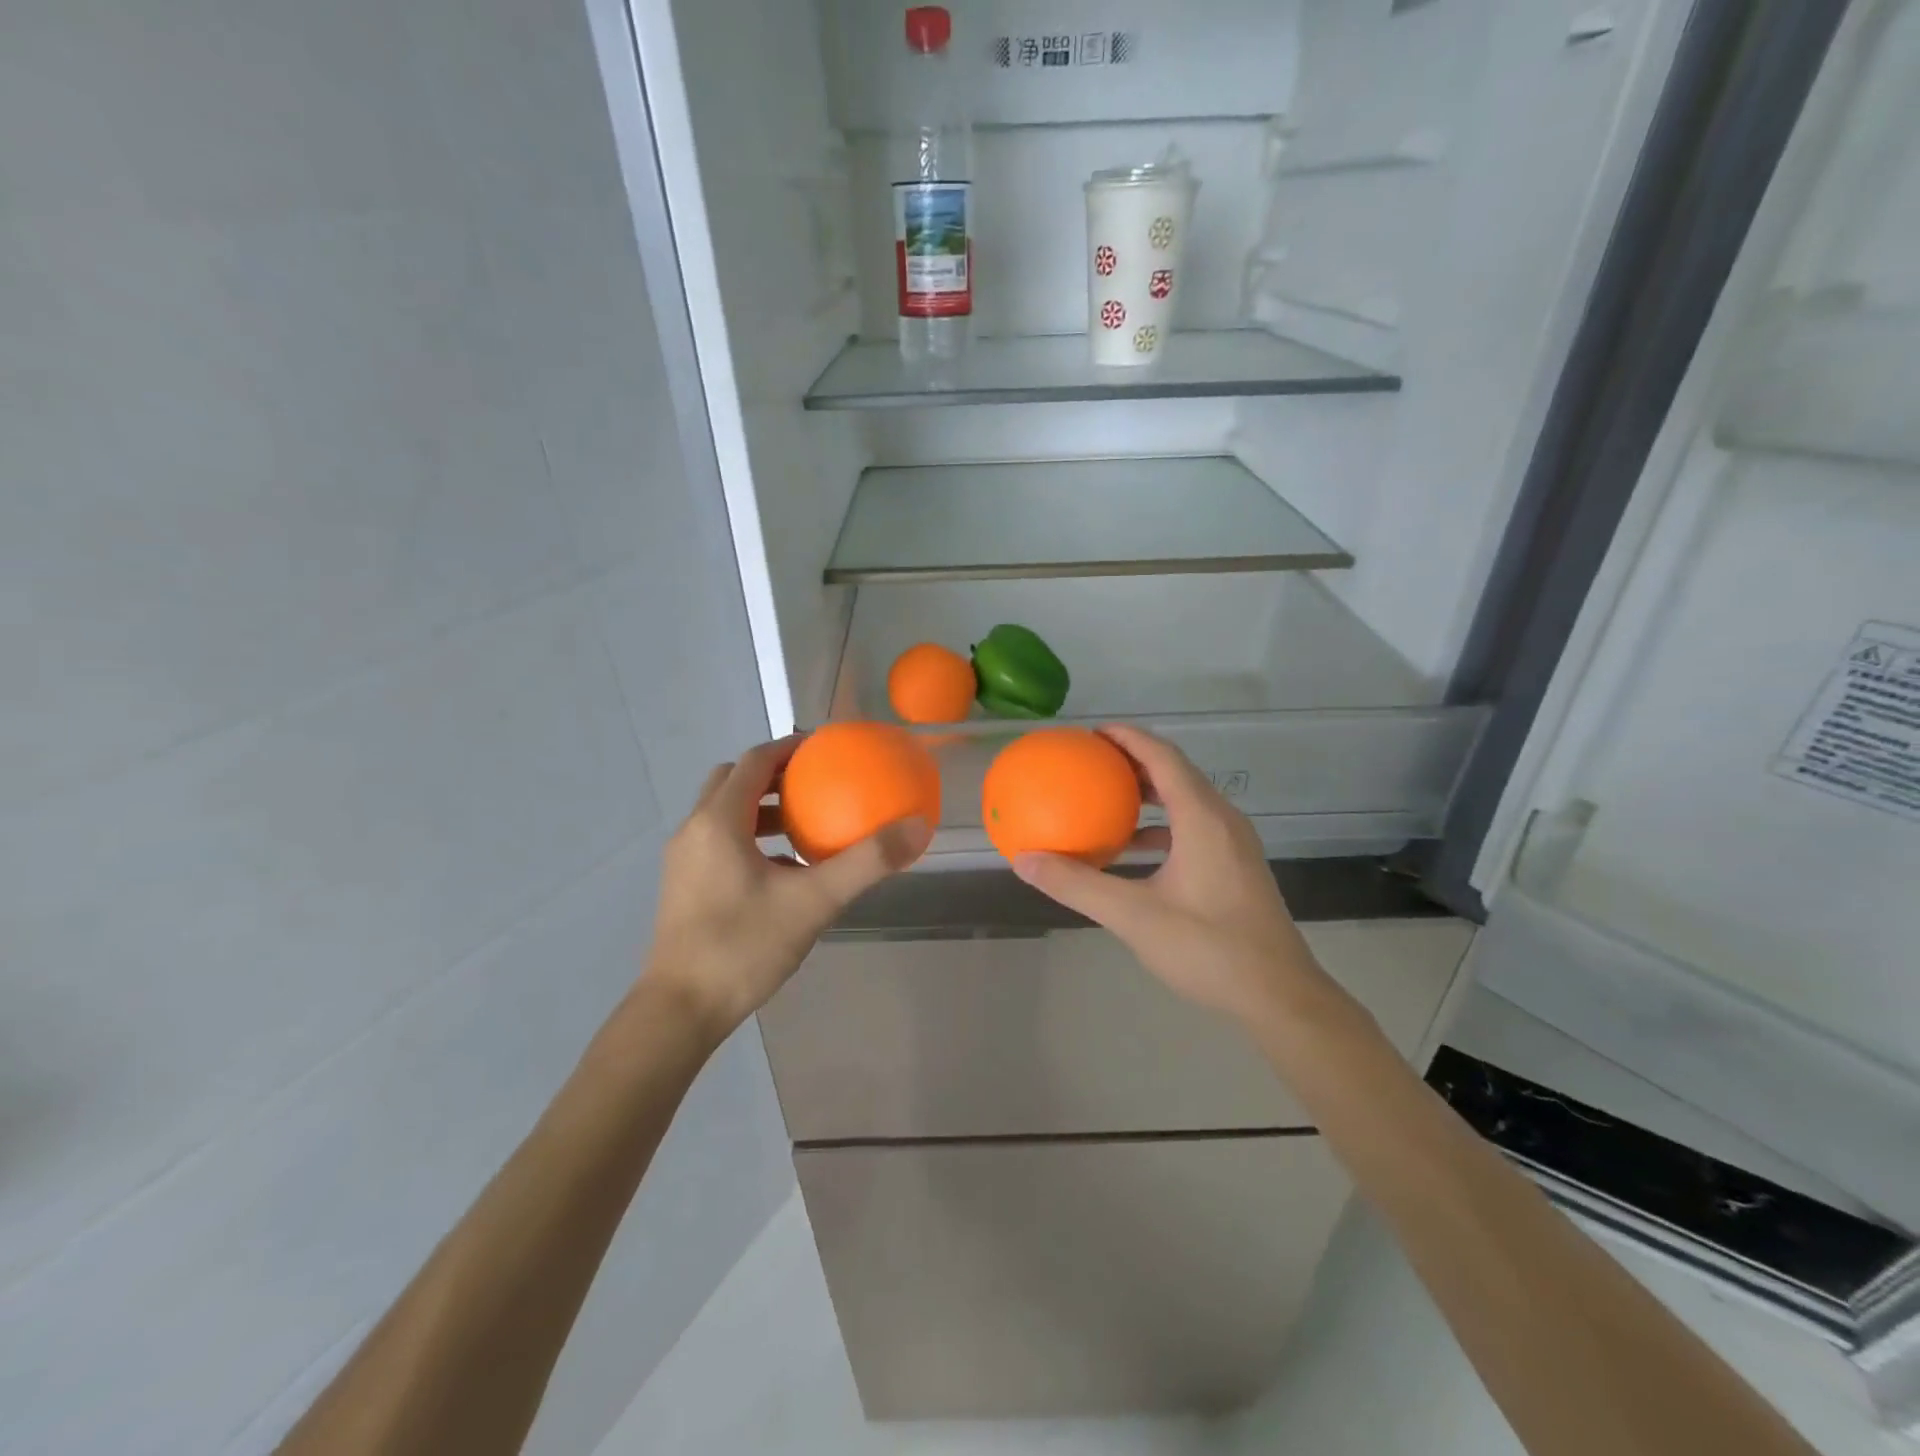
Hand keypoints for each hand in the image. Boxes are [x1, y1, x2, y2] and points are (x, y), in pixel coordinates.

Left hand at [642, 735, 931, 1040]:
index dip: (790, 746)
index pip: (755, 760)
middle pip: (733, 780)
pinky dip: (749, 837)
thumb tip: (918, 827)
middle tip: (815, 781)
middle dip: (774, 774)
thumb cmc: (744, 946)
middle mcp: (694, 830)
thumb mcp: (814, 902)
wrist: (680, 1010)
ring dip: (761, 808)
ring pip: (723, 812)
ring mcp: (683, 859)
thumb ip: (867, 862)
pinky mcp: (683, 885)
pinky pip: (719, 841)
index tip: (826, 745)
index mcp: (719, 821)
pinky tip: (783, 870)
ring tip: (805, 823)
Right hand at [1011, 725, 1332, 1027]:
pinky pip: (1193, 827)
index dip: (1128, 737)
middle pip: (1176, 772)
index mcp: (1203, 819)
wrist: (1279, 996)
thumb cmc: (1209, 948)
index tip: (1091, 733)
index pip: (1163, 757)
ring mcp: (1233, 844)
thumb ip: (1077, 885)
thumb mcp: (1134, 916)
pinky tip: (1132, 850)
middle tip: (1091, 762)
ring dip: (1147, 793)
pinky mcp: (1236, 866)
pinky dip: (1160, 826)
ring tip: (1106, 799)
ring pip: (1186, 800)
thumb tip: (1024, 860)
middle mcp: (1222, 820)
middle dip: (1133, 761)